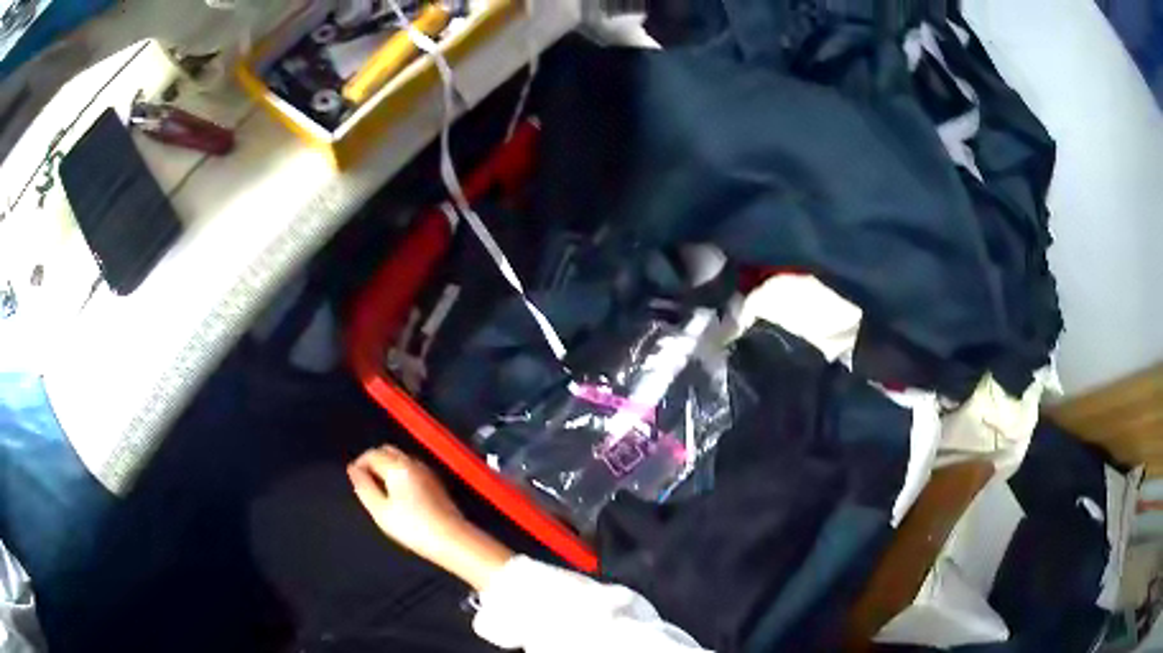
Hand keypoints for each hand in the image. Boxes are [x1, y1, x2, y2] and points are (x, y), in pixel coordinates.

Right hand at [348, 445, 513, 589]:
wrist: (452, 539)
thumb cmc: (413, 527)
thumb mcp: (380, 510)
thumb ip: (364, 486)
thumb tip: (353, 469)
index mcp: (398, 466)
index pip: (372, 454)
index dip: (359, 464)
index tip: (354, 480)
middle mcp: (413, 462)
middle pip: (387, 451)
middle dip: (373, 462)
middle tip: (366, 484)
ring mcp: (427, 471)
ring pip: (400, 459)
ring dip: (386, 467)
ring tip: (380, 491)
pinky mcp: (435, 482)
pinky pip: (411, 469)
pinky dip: (400, 474)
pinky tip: (399, 495)